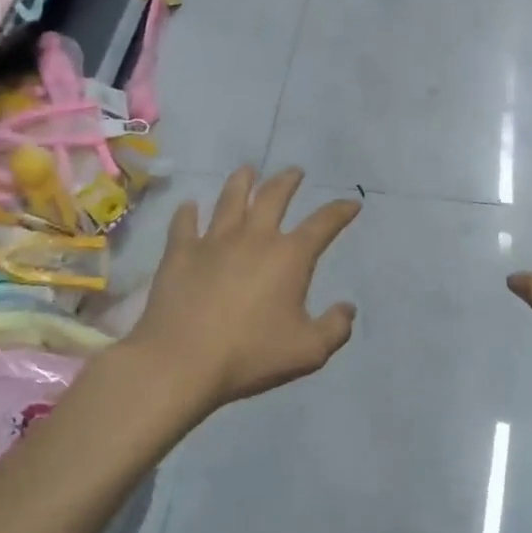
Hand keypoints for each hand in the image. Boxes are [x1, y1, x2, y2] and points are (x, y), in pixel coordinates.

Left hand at [130, 166, 360, 417]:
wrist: (181, 362)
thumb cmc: (250, 356)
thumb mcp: (308, 351)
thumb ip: (335, 328)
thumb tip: (348, 308)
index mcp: (289, 256)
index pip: (323, 223)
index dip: (340, 211)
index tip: (351, 203)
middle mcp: (253, 238)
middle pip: (273, 196)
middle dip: (288, 180)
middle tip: (295, 172)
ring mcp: (213, 242)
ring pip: (230, 199)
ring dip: (242, 181)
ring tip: (247, 170)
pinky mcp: (179, 253)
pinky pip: (184, 224)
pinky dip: (188, 212)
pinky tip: (189, 206)